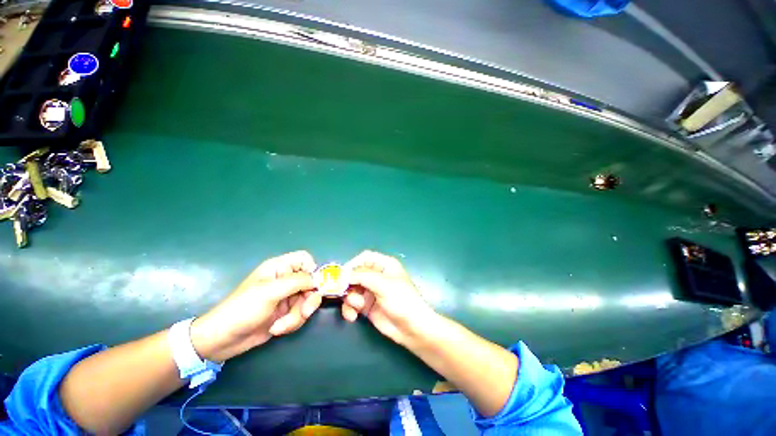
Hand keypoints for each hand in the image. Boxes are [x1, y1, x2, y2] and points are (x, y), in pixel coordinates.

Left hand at [191, 251, 320, 361]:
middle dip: (308, 300)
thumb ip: (297, 281)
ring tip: (281, 325)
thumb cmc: (243, 309)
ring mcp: (287, 296)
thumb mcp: (271, 292)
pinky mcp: (286, 312)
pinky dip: (292, 322)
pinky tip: (277, 329)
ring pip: (308, 300)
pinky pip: (301, 313)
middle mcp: (286, 280)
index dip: (312, 269)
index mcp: (280, 268)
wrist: (224, 340)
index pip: (305, 259)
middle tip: (304, 312)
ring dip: (298, 315)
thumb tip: (318, 279)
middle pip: (311, 282)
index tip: (312, 285)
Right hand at [342, 250, 436, 345]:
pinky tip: (353, 317)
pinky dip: (349, 309)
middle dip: (348, 285)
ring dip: (349, 299)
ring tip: (357, 308)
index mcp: (384, 265)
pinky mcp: (367, 306)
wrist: (412, 328)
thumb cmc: (401, 300)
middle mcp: (377, 276)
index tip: (341, 275)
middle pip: (355, 274)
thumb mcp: (383, 284)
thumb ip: (362, 276)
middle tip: (340, 293)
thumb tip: (342, 274)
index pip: (364, 258)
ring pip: (351, 289)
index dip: (352, 264)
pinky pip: (352, 303)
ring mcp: (371, 291)